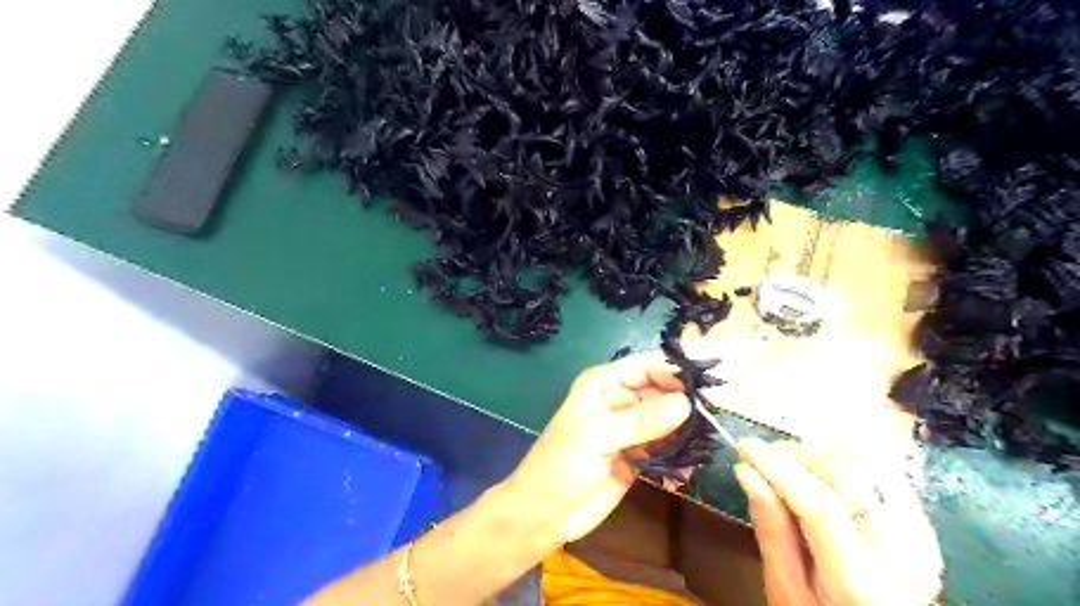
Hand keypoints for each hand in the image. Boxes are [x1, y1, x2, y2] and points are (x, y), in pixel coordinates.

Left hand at [501, 349, 686, 544]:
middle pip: (662, 391)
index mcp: (604, 384)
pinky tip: (688, 467)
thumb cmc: (559, 466)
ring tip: (704, 443)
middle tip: (712, 419)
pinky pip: (667, 446)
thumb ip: (640, 421)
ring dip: (686, 429)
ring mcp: (631, 428)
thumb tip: (686, 404)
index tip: (705, 388)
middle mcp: (620, 400)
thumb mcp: (596, 437)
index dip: (674, 372)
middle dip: (686, 403)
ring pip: (668, 419)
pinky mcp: (639, 455)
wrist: (544, 515)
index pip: (646, 366)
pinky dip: (680, 454)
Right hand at [735, 439, 945, 604]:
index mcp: (862, 582)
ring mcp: (920, 537)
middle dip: (799, 455)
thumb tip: (746, 472)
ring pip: (868, 464)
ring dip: (820, 453)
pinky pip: (881, 472)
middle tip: (763, 456)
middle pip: (849, 475)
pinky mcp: (921, 525)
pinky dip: (843, 460)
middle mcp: (903, 555)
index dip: (778, 468)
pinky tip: (816, 469)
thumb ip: (770, 530)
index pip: (820, 506)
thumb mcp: (785, 589)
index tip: (745, 447)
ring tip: (786, 462)